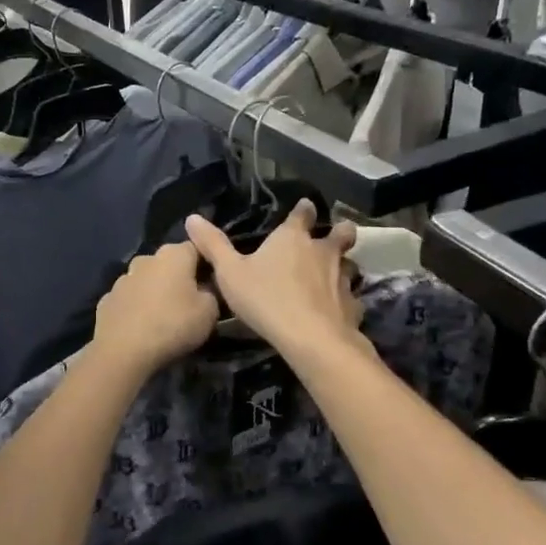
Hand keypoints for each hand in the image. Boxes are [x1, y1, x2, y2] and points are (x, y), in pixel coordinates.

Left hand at [91, 242, 218, 376]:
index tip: (213, 283)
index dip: (207, 264)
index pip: (196, 248)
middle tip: (189, 302)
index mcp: (173, 255)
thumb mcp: (209, 312)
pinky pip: (129, 299)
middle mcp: (146, 259)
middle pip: (169, 263)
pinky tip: (141, 327)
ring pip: (146, 280)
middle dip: (179, 277)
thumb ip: (211, 293)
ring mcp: (122, 278)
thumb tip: (205, 288)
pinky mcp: (106, 299)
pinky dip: (136, 307)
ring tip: (163, 317)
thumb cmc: (173, 325)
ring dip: (155, 291)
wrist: (123, 351)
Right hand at [185, 201, 364, 360]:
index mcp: (293, 238)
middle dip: (340, 232)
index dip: (304, 209)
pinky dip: (346, 301)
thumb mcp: (230, 273)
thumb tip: (192, 218)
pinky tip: (338, 310)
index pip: (303, 214)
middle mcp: (323, 252)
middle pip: (341, 233)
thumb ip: (213, 245)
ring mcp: (342, 278)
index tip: (306, 206)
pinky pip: (352, 298)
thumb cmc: (266, 299)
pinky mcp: (353, 305)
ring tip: (334, 275)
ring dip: (344, 267)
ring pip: (350, 264)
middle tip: (334, 236)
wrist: (310, 338)